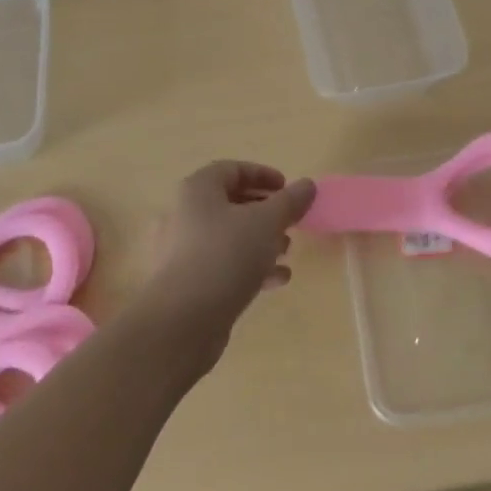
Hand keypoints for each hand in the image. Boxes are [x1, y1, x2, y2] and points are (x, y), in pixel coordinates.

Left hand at [137, 161, 315, 367]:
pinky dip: (249, 266)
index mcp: (198, 190)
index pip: (232, 169)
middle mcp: (184, 214)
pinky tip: (276, 280)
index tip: (288, 188)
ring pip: (228, 236)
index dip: (262, 174)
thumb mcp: (267, 222)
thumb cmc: (226, 256)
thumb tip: (307, 185)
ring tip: (287, 250)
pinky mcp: (187, 282)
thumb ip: (290, 201)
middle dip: (265, 211)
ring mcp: (182, 250)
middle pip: (230, 203)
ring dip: (260, 240)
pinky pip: (222, 264)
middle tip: (290, 220)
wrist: (183, 321)